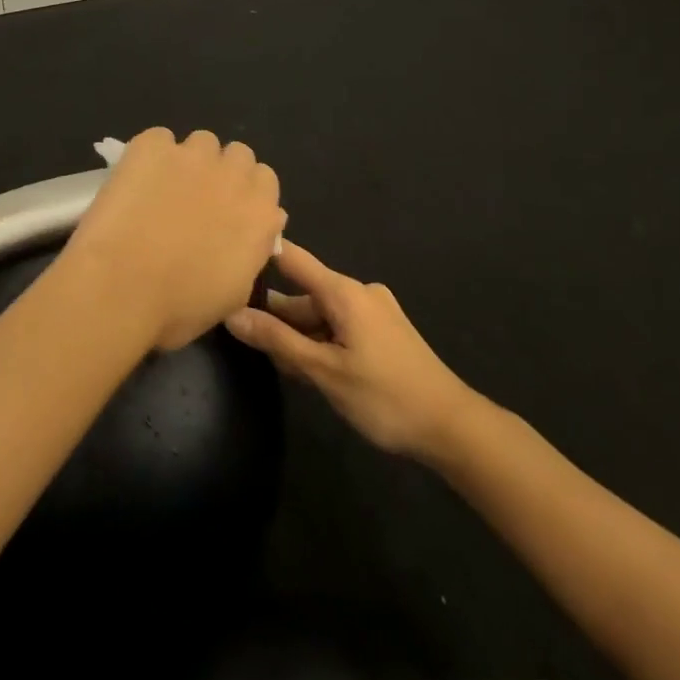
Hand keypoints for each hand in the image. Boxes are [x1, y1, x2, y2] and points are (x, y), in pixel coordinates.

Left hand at [63, 127, 286, 351]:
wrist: (121, 286)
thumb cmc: (178, 307)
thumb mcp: (232, 294)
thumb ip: (250, 254)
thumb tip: (257, 233)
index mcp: (260, 214)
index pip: (265, 181)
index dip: (245, 194)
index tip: (227, 211)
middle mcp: (234, 175)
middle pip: (239, 155)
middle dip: (222, 171)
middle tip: (197, 198)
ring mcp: (192, 155)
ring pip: (202, 142)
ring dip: (190, 160)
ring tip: (163, 187)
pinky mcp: (153, 145)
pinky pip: (159, 138)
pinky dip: (151, 154)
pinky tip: (135, 180)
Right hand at [224, 243, 479, 460]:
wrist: (451, 425)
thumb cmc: (385, 396)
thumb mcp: (324, 372)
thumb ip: (278, 341)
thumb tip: (233, 315)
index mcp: (344, 292)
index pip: (292, 258)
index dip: (261, 255)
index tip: (229, 256)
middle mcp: (358, 292)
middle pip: (305, 294)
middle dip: (278, 317)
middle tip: (246, 341)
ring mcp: (374, 311)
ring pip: (322, 315)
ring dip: (300, 335)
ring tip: (277, 363)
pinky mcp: (383, 332)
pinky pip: (340, 326)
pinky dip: (321, 342)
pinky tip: (309, 369)